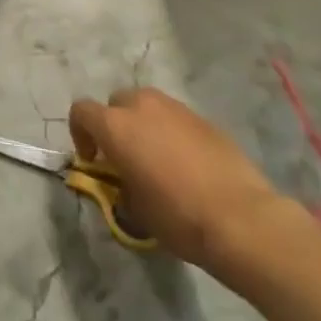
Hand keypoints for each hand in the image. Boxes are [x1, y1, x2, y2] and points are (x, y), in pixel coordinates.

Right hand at [69, 87, 294, 274]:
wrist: (240, 218)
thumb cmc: (178, 217)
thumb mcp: (136, 210)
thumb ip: (120, 185)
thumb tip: (123, 180)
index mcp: (116, 125)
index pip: (81, 111)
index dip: (80, 133)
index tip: (93, 160)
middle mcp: (141, 105)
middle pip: (116, 103)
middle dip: (114, 125)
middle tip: (125, 158)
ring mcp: (174, 107)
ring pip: (146, 105)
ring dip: (143, 125)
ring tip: (157, 159)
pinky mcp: (201, 117)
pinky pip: (174, 117)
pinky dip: (170, 132)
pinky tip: (186, 164)